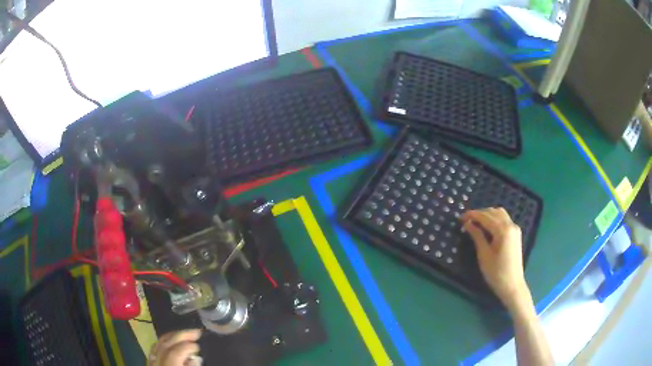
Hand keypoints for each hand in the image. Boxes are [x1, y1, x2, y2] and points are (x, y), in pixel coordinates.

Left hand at [148, 329, 202, 365]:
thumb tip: (196, 358)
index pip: (175, 353)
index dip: (187, 347)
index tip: (199, 345)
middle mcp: (157, 362)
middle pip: (166, 345)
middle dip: (181, 335)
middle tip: (196, 331)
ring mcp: (151, 362)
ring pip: (158, 344)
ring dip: (172, 336)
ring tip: (185, 333)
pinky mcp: (149, 363)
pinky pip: (153, 349)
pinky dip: (163, 342)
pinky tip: (170, 340)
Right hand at [460, 208, 529, 308]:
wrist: (512, 285)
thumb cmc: (496, 272)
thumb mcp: (484, 254)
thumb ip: (477, 236)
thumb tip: (468, 223)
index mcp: (503, 230)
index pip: (485, 217)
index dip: (472, 215)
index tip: (460, 217)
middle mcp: (511, 225)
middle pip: (494, 212)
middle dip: (480, 213)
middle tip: (467, 220)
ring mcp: (515, 229)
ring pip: (500, 214)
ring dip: (487, 215)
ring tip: (476, 222)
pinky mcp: (516, 234)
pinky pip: (504, 220)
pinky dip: (494, 219)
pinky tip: (487, 226)